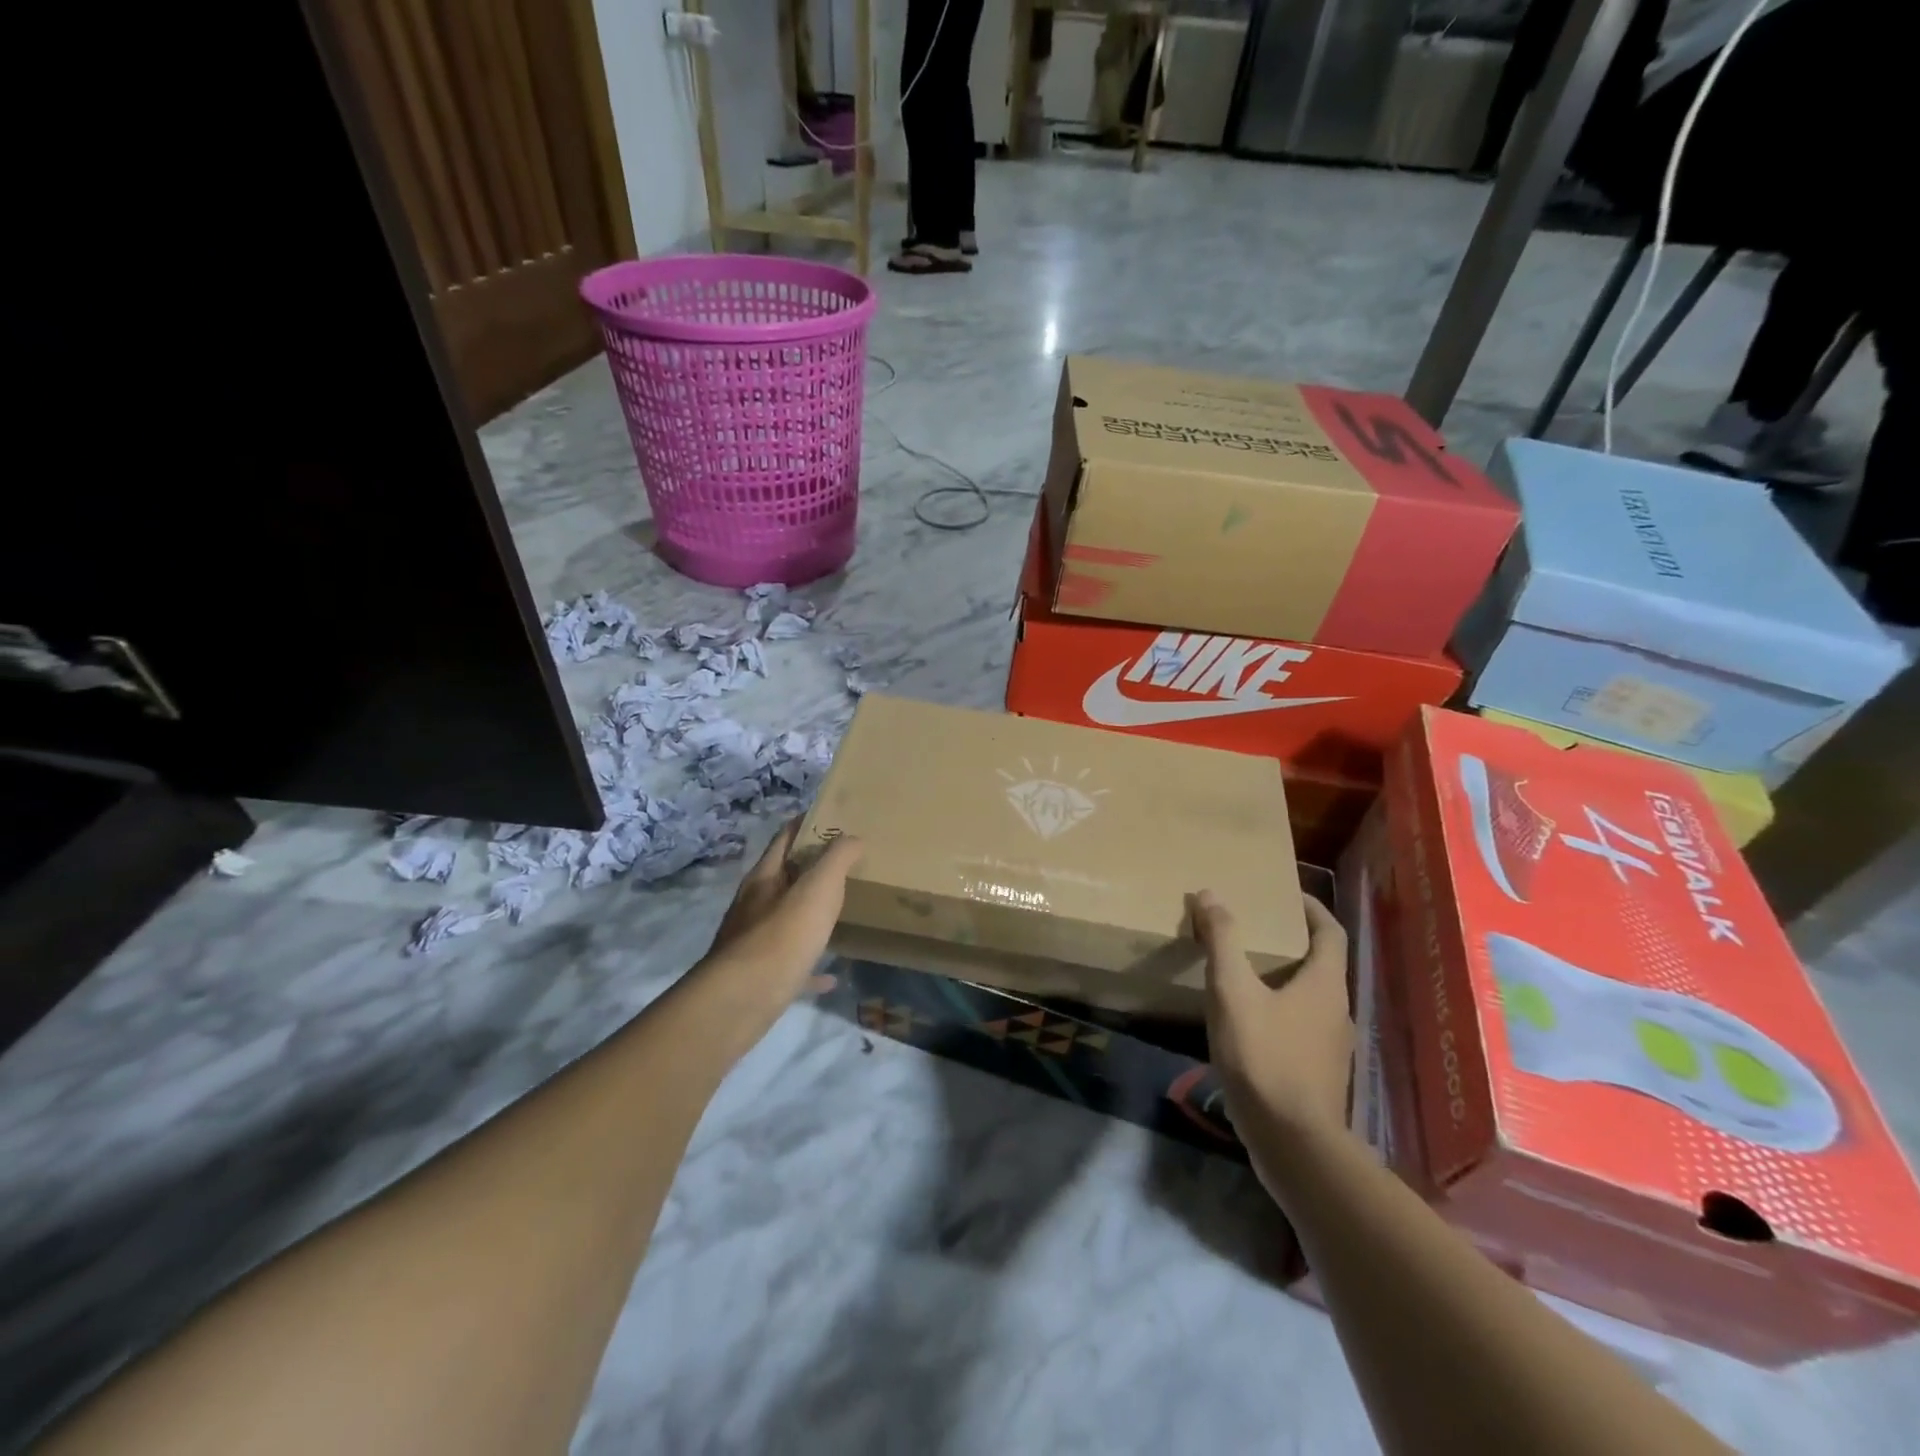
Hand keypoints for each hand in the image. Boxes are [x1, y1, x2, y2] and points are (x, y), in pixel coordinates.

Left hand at [707, 819, 863, 1002]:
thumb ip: (837, 859)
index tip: (832, 819)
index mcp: (764, 878)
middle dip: (810, 870)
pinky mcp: (760, 977)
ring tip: (838, 913)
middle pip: (783, 879)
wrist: (743, 1000)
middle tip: (845, 866)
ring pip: (785, 921)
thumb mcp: (818, 888)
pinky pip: (791, 965)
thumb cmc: (782, 935)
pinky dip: (811, 966)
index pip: (784, 839)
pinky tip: (831, 975)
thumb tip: (853, 837)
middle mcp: (754, 905)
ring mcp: (753, 943)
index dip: (806, 825)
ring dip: (809, 915)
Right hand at [1192, 891, 1351, 1140]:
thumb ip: (1222, 942)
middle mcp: (1338, 1010)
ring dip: (1285, 977)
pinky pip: (1302, 1025)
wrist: (1292, 1143)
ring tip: (1245, 970)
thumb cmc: (1265, 1058)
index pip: (1331, 931)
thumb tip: (1210, 895)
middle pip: (1322, 963)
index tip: (1286, 894)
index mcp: (1325, 984)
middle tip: (1255, 928)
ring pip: (1311, 996)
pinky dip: (1280, 1008)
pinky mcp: (1319, 1073)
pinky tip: (1249, 1021)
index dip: (1312, 908)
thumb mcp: (1233, 992)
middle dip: (1292, 941)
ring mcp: (1332, 1045)